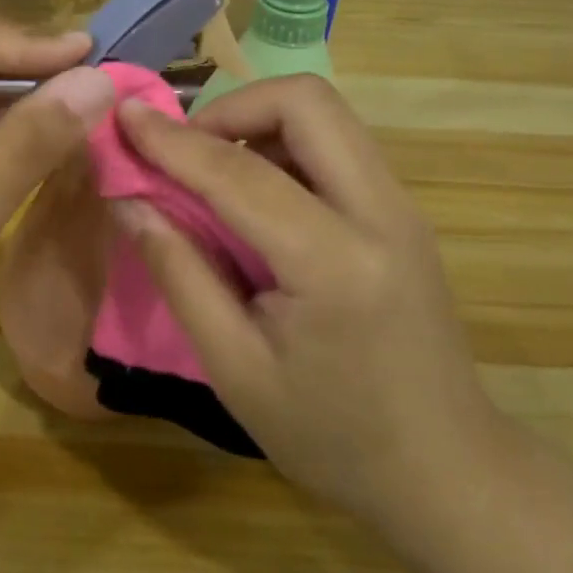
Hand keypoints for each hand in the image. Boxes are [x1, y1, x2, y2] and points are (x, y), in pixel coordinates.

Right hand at [110, 75, 503, 526]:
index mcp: (335, 262)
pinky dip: (285, 147)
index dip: (173, 141)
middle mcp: (381, 212)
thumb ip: (180, 273)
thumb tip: (130, 201)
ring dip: (259, 123)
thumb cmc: (331, 435)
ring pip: (325, 116)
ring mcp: (401, 207)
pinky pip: (337, 146)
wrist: (445, 470)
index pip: (240, 173)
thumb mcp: (235, 368)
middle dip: (231, 108)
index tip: (126, 116)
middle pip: (306, 102)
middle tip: (184, 152)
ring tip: (212, 174)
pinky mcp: (402, 213)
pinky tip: (256, 198)